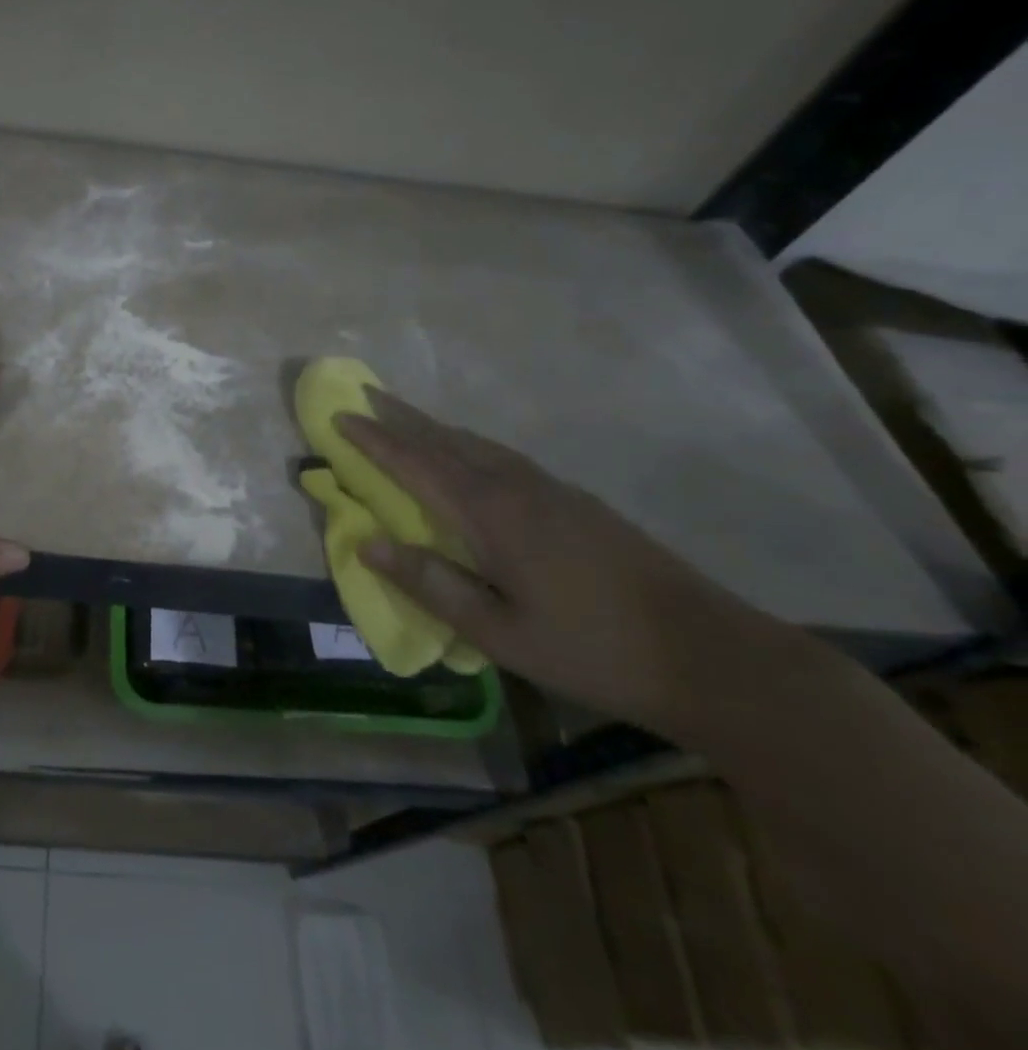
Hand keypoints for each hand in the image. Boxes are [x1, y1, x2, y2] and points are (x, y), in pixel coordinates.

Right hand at [337, 387, 795, 736]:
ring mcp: (553, 491)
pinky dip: (469, 445)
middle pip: (446, 441)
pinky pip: (504, 458)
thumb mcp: (498, 632)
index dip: (374, 441)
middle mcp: (517, 488)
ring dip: (435, 428)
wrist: (710, 656)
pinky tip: (470, 456)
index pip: (416, 465)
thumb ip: (430, 583)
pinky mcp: (577, 503)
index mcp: (491, 515)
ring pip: (478, 445)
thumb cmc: (591, 650)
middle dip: (401, 417)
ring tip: (406, 418)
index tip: (339, 416)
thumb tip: (367, 542)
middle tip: (366, 393)